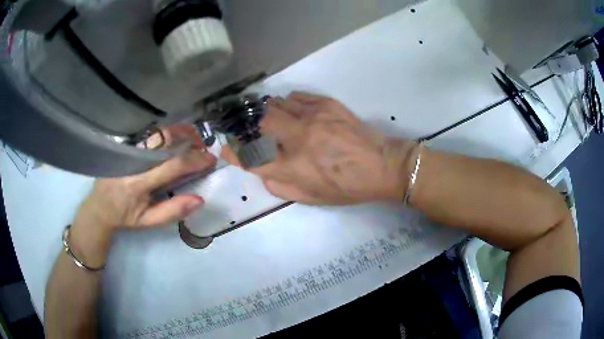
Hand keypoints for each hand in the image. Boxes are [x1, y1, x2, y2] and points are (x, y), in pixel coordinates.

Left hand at [70, 125, 216, 266]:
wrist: (98, 207)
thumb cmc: (124, 217)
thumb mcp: (148, 222)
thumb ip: (172, 211)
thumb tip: (200, 199)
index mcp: (138, 184)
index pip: (171, 166)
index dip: (194, 161)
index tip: (210, 159)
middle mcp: (132, 161)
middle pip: (164, 141)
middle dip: (188, 138)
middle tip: (204, 144)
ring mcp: (127, 150)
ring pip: (156, 134)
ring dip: (178, 131)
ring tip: (193, 136)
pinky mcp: (124, 146)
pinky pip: (148, 135)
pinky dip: (165, 133)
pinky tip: (175, 136)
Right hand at [222, 92, 415, 204]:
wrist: (382, 166)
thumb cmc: (347, 187)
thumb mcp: (311, 199)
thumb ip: (281, 187)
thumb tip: (263, 171)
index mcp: (293, 167)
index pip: (250, 157)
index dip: (232, 152)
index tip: (225, 147)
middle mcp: (298, 138)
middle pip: (257, 123)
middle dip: (245, 124)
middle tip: (245, 127)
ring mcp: (313, 117)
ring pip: (275, 104)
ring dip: (266, 111)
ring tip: (268, 118)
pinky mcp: (327, 104)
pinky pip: (296, 96)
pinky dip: (287, 102)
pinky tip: (291, 109)